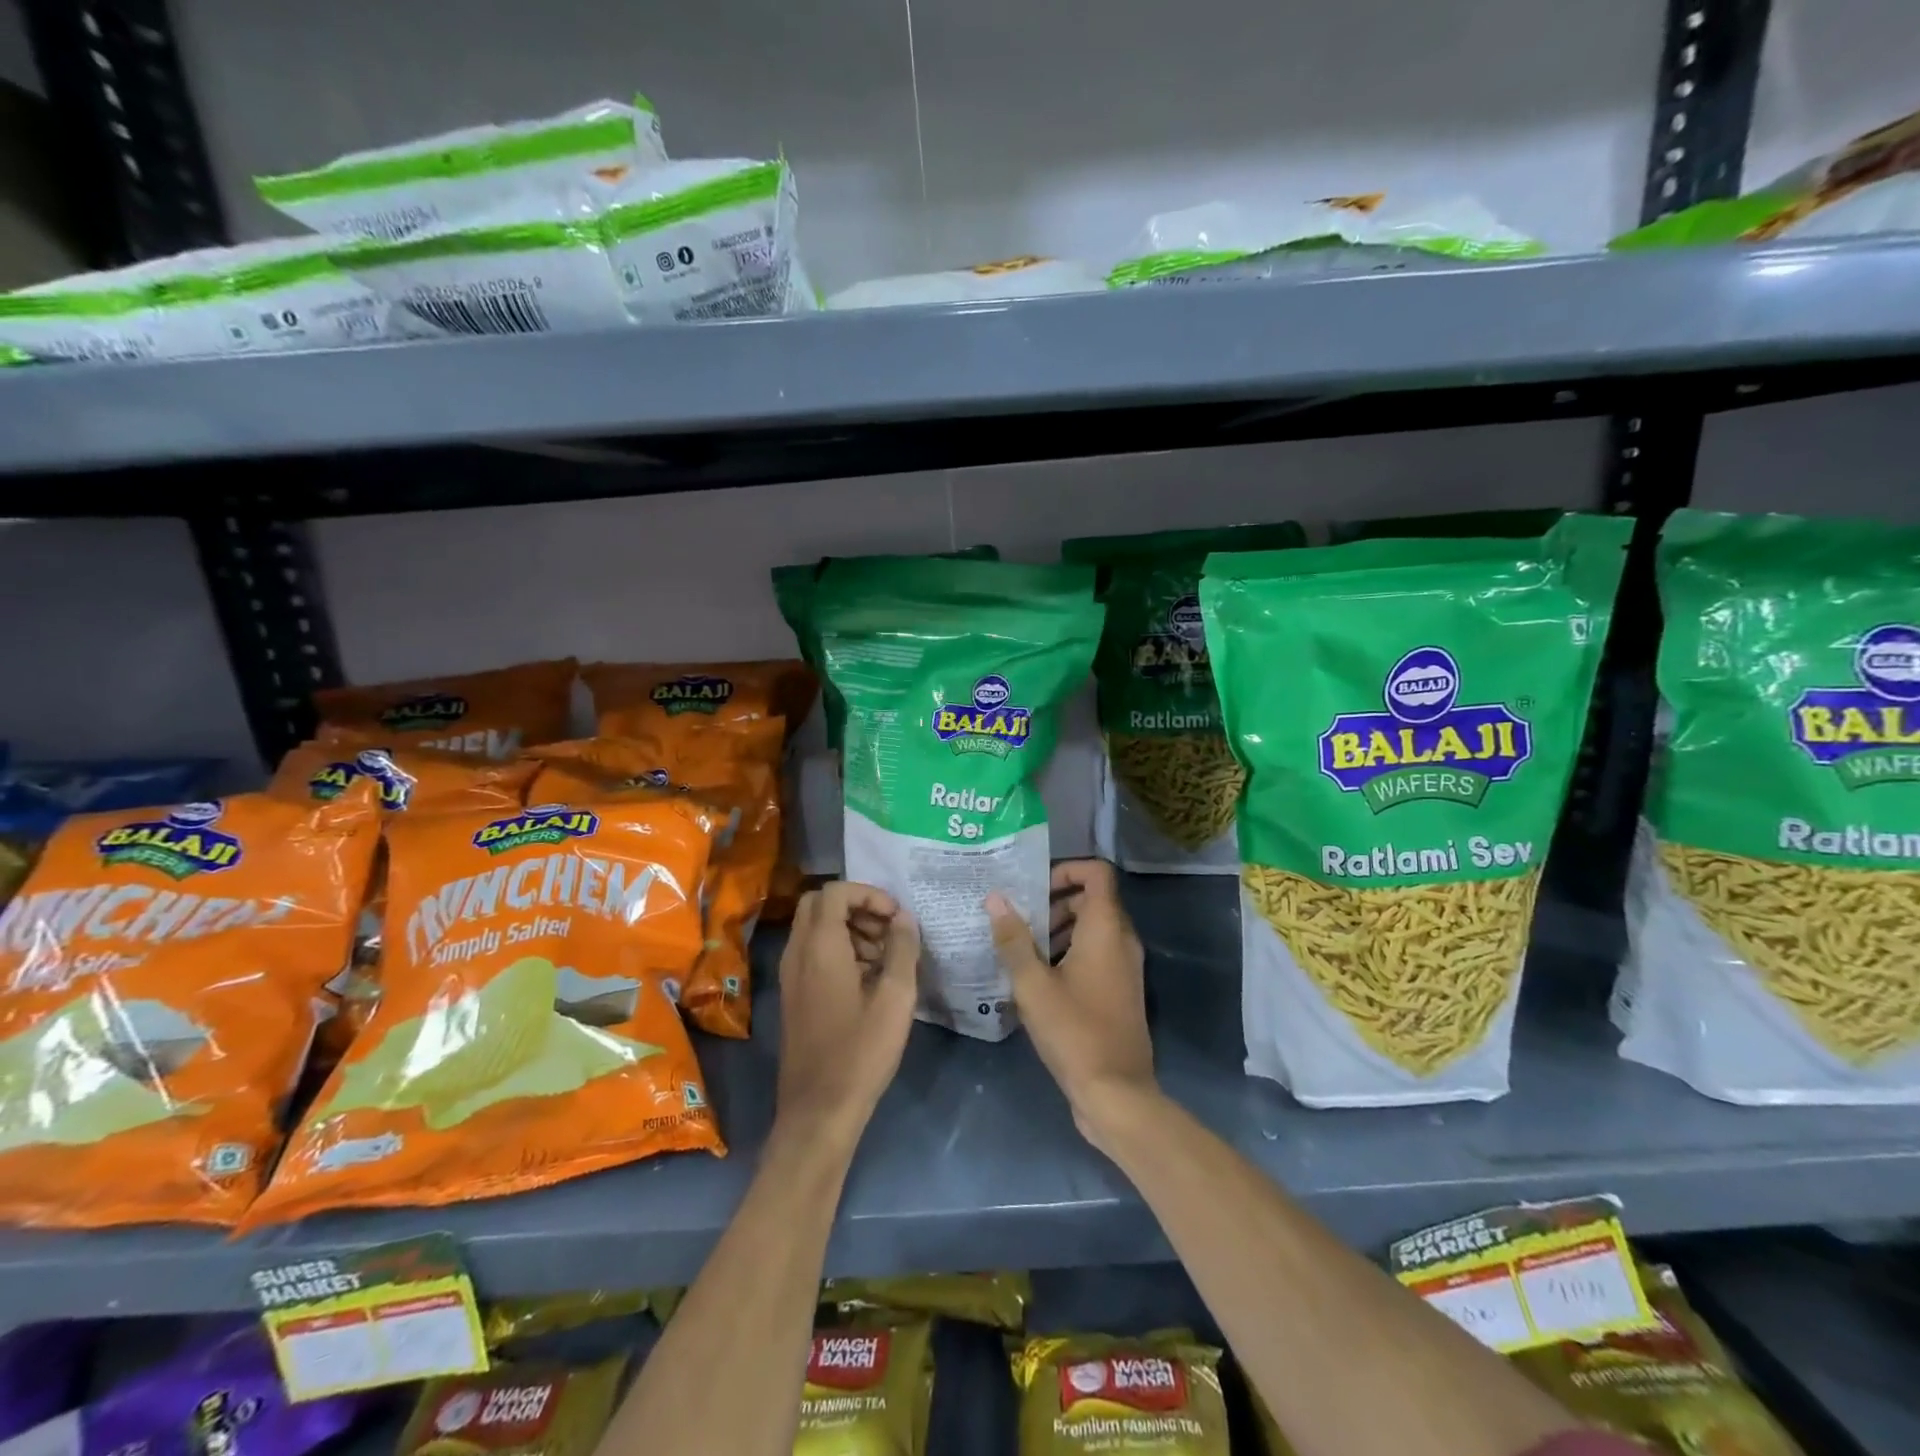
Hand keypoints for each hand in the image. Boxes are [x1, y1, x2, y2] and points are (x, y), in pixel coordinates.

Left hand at [775, 882, 918, 1143]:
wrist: (818, 1111)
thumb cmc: (861, 1052)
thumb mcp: (895, 998)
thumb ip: (903, 949)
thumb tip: (905, 918)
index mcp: (819, 947)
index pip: (836, 891)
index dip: (869, 894)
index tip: (897, 917)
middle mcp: (797, 953)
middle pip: (820, 903)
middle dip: (857, 906)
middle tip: (888, 930)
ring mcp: (790, 975)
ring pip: (814, 927)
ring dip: (849, 927)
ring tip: (884, 956)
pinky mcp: (793, 995)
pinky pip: (812, 952)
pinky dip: (838, 949)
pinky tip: (868, 978)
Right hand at [986, 859, 1157, 1153]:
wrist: (1116, 1093)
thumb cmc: (1074, 1031)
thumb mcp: (1033, 984)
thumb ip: (1013, 939)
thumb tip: (995, 898)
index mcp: (1106, 929)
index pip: (1097, 873)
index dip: (1066, 868)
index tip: (1033, 887)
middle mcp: (1122, 940)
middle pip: (1091, 900)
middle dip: (1054, 902)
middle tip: (1019, 921)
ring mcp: (1125, 967)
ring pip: (1093, 929)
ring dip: (1059, 929)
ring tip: (1022, 951)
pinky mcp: (1120, 990)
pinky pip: (1096, 954)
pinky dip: (1070, 953)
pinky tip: (1037, 979)